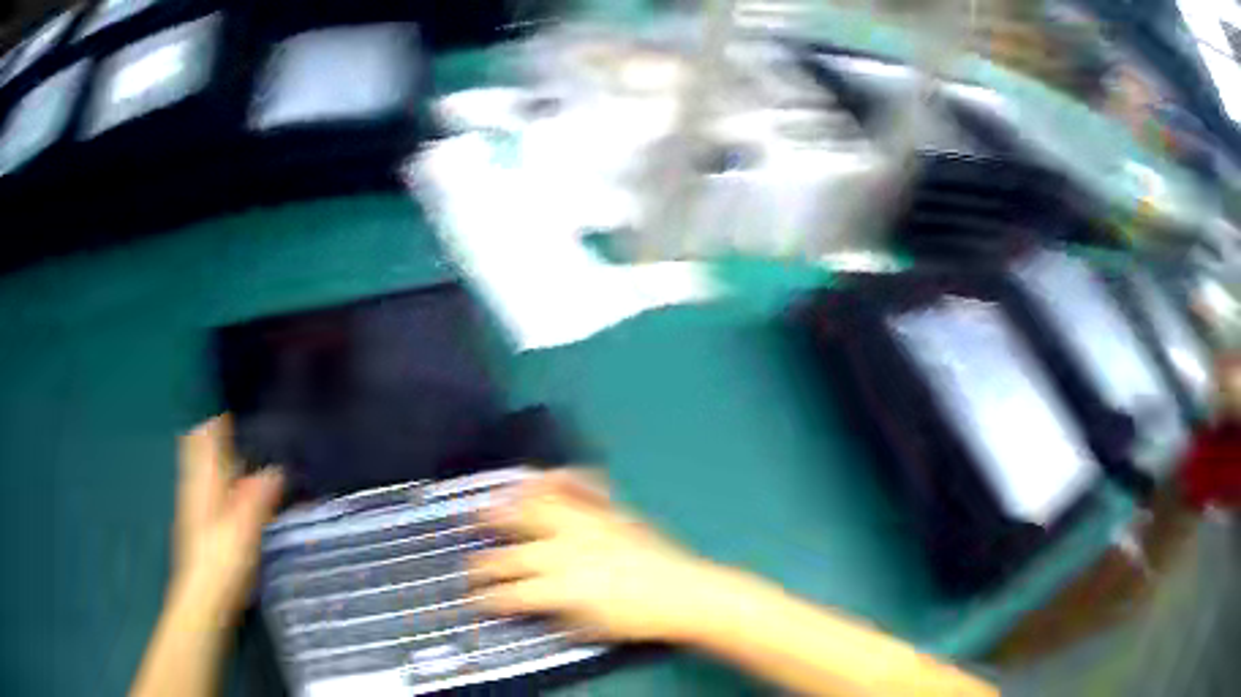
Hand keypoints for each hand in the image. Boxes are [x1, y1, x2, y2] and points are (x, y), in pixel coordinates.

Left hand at [173, 416, 283, 616]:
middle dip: (217, 431)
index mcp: (204, 478)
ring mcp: (195, 504)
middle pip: (200, 446)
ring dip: (220, 454)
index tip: (237, 402)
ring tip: (248, 450)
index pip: (204, 433)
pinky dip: (222, 478)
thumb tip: (276, 468)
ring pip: (204, 467)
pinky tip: (240, 490)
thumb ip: (259, 495)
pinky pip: (210, 487)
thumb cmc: (222, 560)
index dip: (217, 415)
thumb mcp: (245, 527)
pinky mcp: (200, 524)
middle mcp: (196, 484)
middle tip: (246, 423)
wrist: (203, 600)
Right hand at [468, 470, 722, 642]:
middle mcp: (564, 551)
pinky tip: (547, 475)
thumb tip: (528, 603)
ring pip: (535, 510)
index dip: (487, 597)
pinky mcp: (607, 511)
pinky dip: (560, 479)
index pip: (509, 592)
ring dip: (507, 507)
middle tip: (470, 559)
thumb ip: (551, 612)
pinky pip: (579, 488)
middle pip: (512, 552)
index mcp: (559, 586)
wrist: (683, 593)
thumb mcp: (588, 628)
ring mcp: (586, 525)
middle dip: (483, 559)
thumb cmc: (637, 618)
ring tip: (489, 503)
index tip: (475, 599)